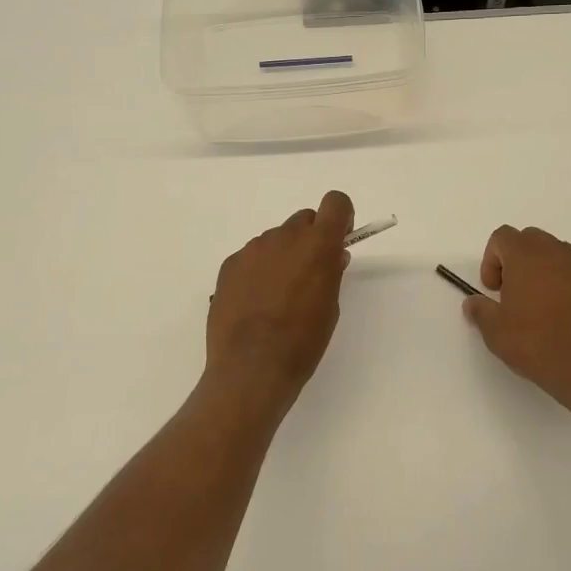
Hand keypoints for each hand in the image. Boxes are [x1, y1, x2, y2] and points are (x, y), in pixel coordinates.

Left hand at [205, 191, 354, 407]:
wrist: (251, 368)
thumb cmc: (302, 341)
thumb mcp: (330, 307)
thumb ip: (331, 272)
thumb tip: (332, 256)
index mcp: (317, 245)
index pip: (335, 203)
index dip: (340, 218)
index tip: (339, 240)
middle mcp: (284, 237)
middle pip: (303, 220)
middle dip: (310, 239)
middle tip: (309, 274)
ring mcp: (253, 249)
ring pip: (276, 239)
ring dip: (283, 255)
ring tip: (278, 296)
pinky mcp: (230, 265)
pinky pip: (252, 257)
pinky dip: (258, 271)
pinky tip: (255, 303)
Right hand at [464, 225, 570, 411]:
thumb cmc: (536, 342)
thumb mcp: (495, 331)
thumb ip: (480, 311)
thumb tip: (472, 303)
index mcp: (525, 255)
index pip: (502, 237)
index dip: (491, 260)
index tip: (492, 289)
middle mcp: (555, 253)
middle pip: (530, 239)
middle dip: (517, 260)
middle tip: (512, 293)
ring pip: (556, 255)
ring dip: (543, 271)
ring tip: (539, 306)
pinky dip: (566, 287)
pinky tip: (564, 318)